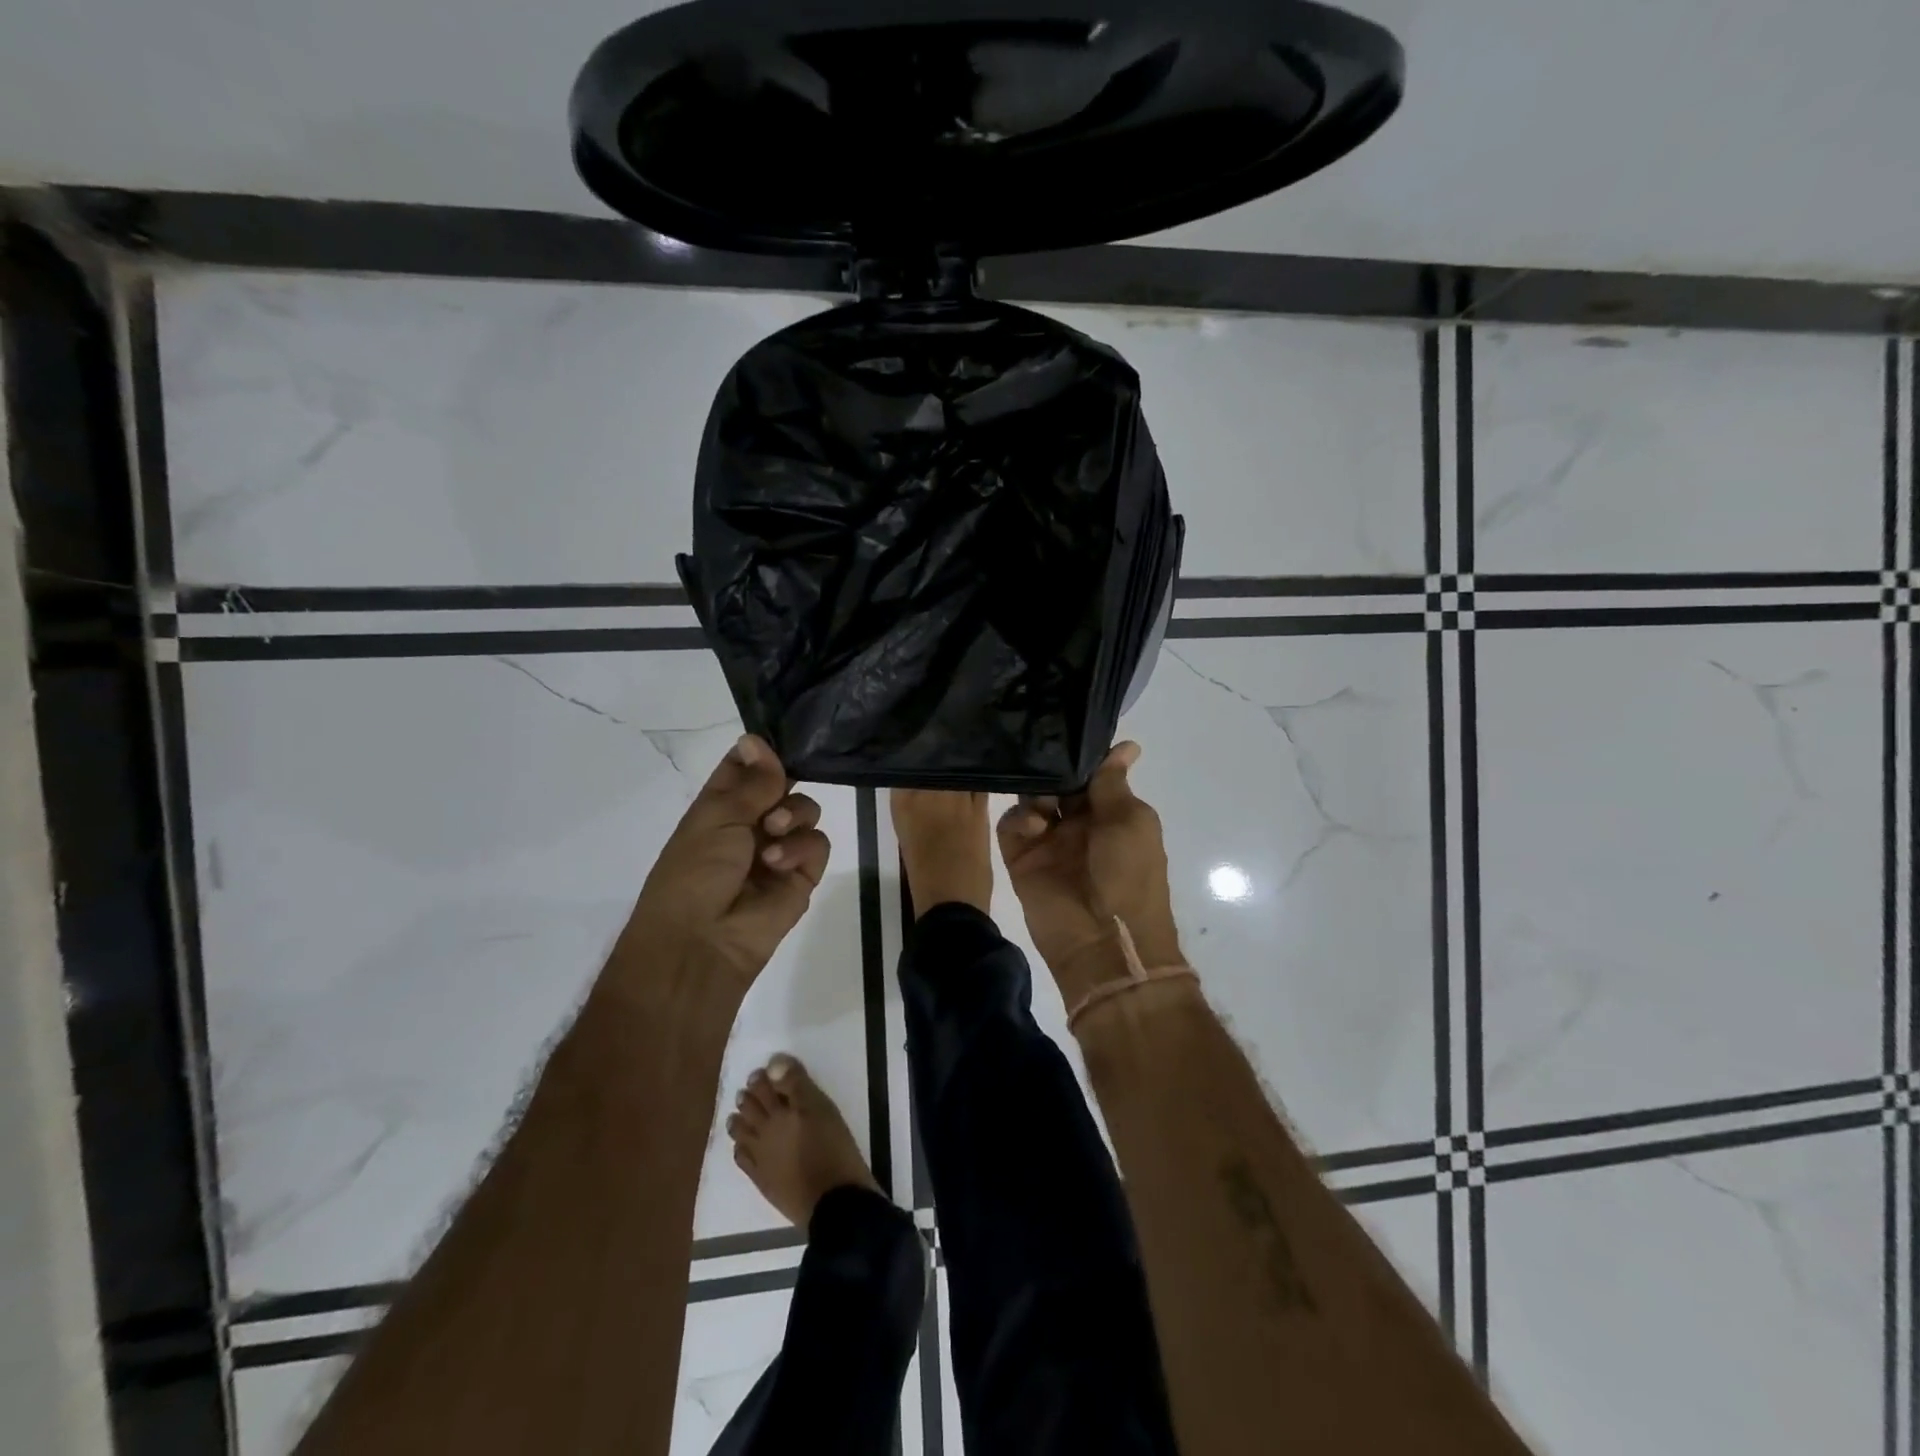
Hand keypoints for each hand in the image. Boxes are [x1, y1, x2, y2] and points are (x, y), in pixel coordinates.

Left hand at [622, 734, 829, 991]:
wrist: (701, 941)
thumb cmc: (695, 871)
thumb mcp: (717, 816)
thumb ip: (752, 781)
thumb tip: (757, 738)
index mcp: (719, 806)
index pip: (746, 767)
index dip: (760, 753)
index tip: (774, 743)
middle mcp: (750, 824)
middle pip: (783, 784)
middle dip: (783, 784)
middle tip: (773, 796)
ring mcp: (778, 850)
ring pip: (806, 810)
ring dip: (793, 816)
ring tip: (773, 834)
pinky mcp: (801, 877)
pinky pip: (818, 844)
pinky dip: (802, 848)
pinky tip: (778, 863)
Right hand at [997, 741, 1182, 998]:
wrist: (1103, 941)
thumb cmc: (1129, 875)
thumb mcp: (1130, 821)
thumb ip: (1112, 783)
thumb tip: (1128, 745)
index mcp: (1112, 814)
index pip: (1091, 775)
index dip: (1082, 754)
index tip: (1066, 725)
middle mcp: (1080, 824)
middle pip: (1058, 783)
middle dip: (1052, 768)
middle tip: (1041, 751)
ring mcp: (1049, 842)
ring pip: (1032, 799)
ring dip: (1036, 792)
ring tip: (1044, 801)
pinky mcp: (1022, 859)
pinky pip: (1012, 826)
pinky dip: (1020, 819)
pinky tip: (1035, 826)